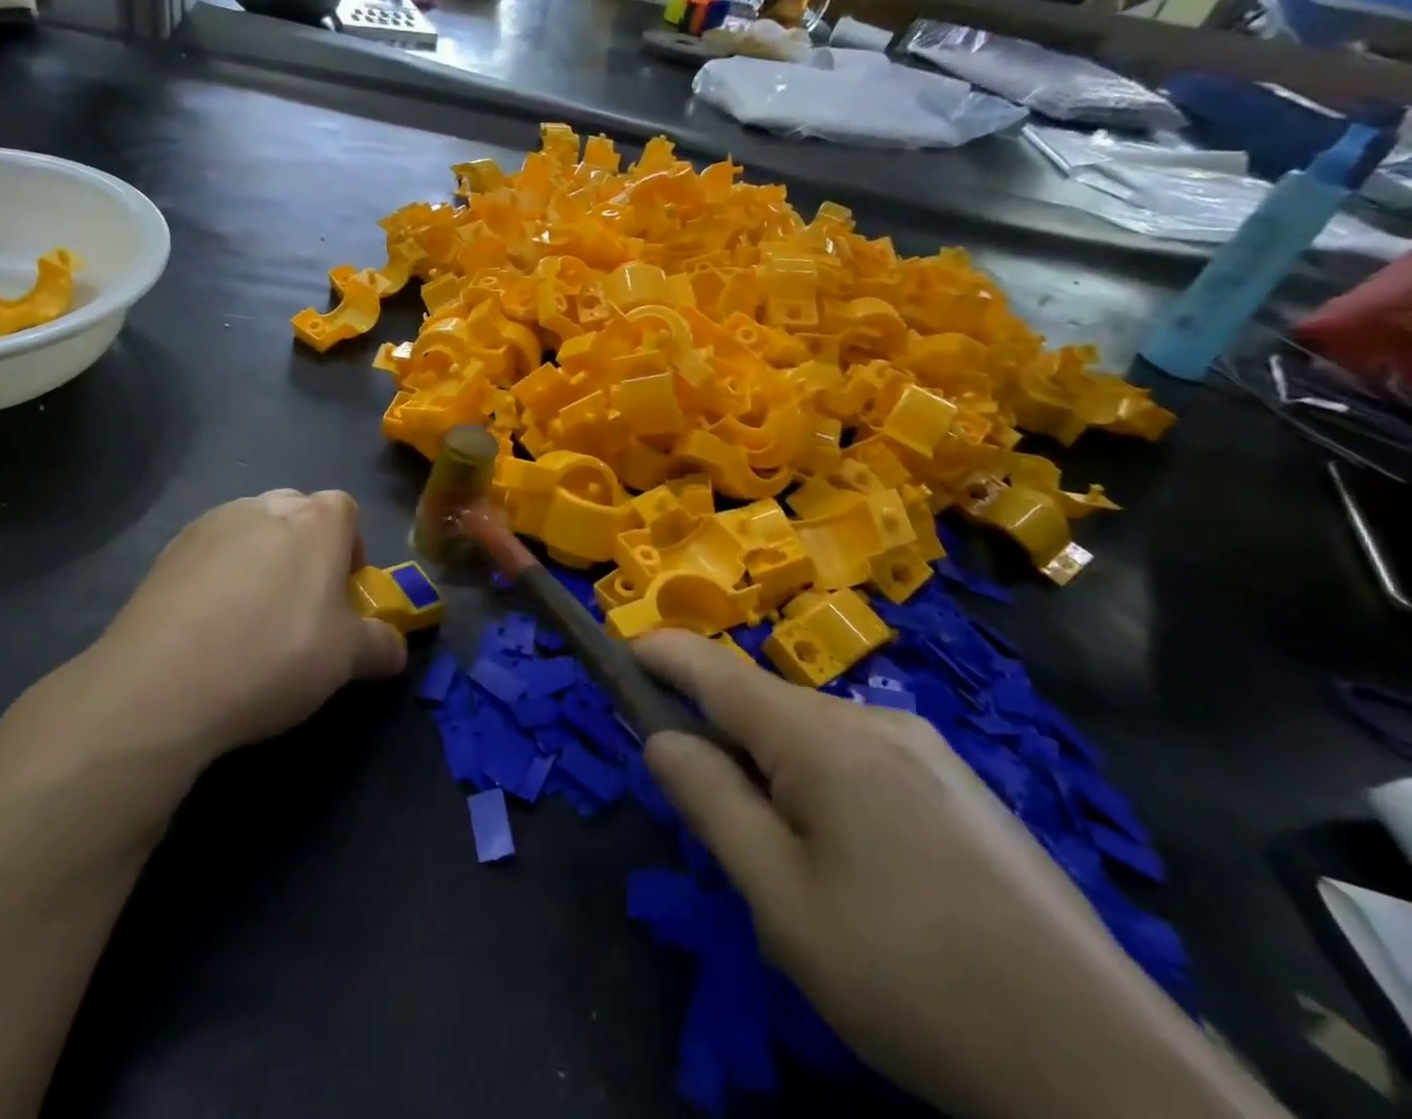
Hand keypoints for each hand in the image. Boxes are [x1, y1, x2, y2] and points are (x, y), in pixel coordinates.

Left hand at [79, 491, 407, 767]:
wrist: (162, 683)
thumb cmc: (274, 656)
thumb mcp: (347, 660)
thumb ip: (382, 645)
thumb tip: (395, 646)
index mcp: (315, 521)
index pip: (346, 510)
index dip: (351, 549)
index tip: (342, 595)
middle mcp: (265, 506)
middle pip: (298, 514)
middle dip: (306, 550)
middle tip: (300, 607)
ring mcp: (212, 523)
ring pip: (252, 530)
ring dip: (261, 560)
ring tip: (248, 619)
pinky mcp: (169, 549)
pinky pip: (211, 551)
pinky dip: (219, 575)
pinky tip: (208, 625)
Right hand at [634, 632, 1288, 1118]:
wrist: (1104, 1066)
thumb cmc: (910, 977)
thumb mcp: (781, 900)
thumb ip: (710, 802)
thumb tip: (660, 736)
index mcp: (821, 737)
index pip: (713, 668)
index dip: (658, 653)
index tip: (614, 653)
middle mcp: (872, 720)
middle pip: (762, 703)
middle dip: (716, 733)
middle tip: (701, 807)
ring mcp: (924, 749)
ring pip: (812, 735)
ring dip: (771, 768)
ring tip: (782, 859)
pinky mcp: (957, 786)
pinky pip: (859, 760)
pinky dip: (820, 784)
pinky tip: (851, 866)